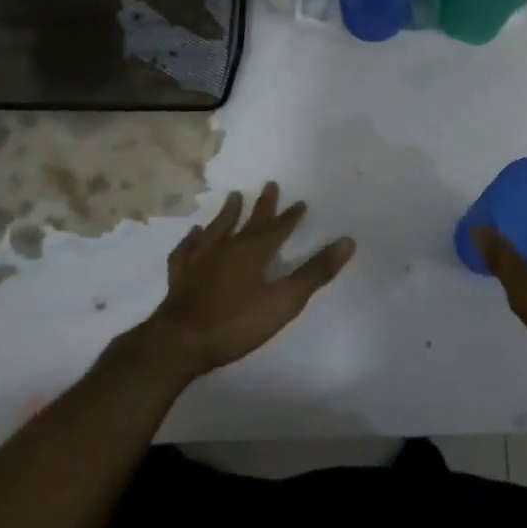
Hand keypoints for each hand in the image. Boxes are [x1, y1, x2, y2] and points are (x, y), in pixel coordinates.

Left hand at [134, 183, 353, 382]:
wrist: (179, 342)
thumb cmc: (235, 323)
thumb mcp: (284, 301)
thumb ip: (315, 272)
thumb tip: (347, 241)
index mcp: (253, 253)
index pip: (277, 229)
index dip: (290, 217)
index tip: (300, 203)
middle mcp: (226, 248)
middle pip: (248, 222)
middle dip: (262, 206)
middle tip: (270, 185)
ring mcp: (200, 261)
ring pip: (216, 229)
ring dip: (227, 214)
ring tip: (233, 197)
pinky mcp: (181, 277)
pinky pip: (187, 251)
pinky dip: (192, 241)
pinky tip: (193, 235)